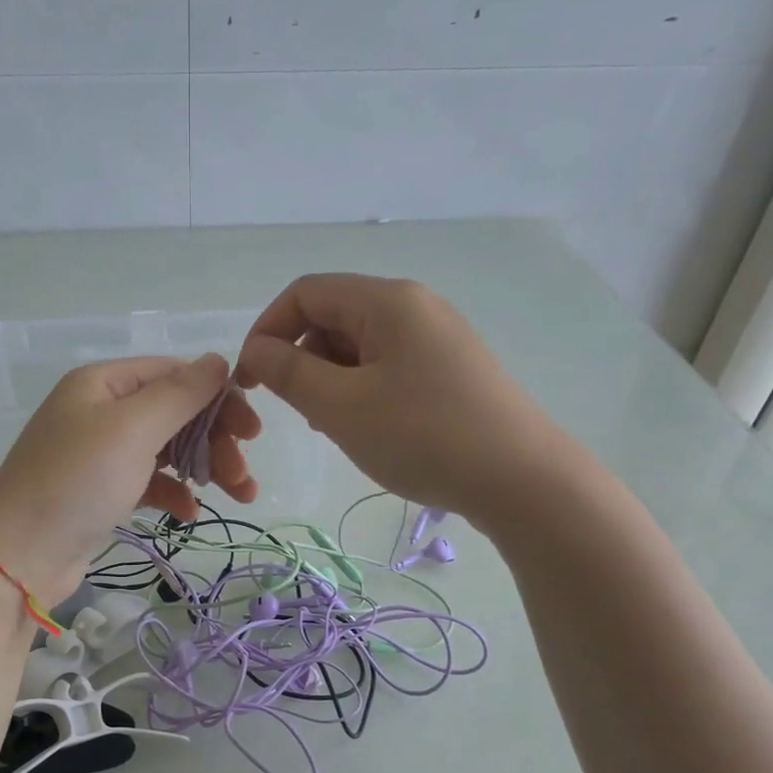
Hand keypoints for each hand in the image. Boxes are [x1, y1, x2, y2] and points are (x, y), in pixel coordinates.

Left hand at [0, 353, 258, 602]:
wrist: (18, 557)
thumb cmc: (77, 482)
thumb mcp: (132, 429)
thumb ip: (180, 393)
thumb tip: (218, 360)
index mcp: (104, 382)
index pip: (175, 374)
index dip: (218, 397)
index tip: (251, 432)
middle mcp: (101, 410)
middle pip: (175, 412)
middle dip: (215, 440)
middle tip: (243, 474)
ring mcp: (100, 452)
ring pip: (167, 449)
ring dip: (205, 468)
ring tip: (239, 497)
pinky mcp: (101, 491)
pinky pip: (149, 481)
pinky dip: (174, 493)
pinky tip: (189, 514)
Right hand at [237, 274, 553, 517]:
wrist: (522, 480)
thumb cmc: (423, 436)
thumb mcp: (341, 406)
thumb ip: (289, 373)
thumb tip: (257, 350)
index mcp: (387, 300)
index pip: (305, 293)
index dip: (267, 330)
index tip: (250, 380)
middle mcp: (415, 306)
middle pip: (333, 316)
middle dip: (301, 358)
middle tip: (297, 411)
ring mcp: (438, 337)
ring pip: (360, 344)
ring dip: (330, 378)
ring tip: (333, 426)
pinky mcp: (452, 368)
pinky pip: (388, 365)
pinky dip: (362, 389)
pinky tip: (368, 428)